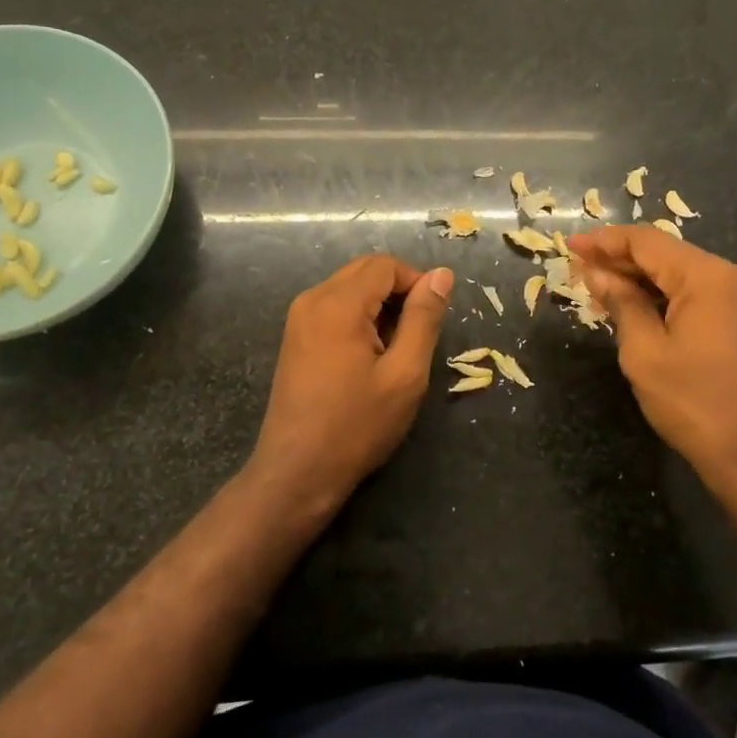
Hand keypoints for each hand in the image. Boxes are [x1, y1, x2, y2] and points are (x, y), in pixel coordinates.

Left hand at [251, 255, 454, 512]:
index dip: (416, 281)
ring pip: (350, 288)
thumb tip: (441, 274)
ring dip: (378, 307)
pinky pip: (333, 307)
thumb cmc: (357, 425)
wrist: (297, 472)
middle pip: (365, 271)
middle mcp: (312, 299)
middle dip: (397, 292)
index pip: (385, 265)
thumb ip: (424, 318)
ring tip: (393, 351)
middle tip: (415, 335)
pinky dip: (358, 318)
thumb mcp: (405, 373)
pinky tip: (368, 357)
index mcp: (337, 303)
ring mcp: (298, 318)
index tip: (432, 318)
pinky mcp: (294, 337)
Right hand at [569, 225, 736, 491]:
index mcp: (707, 276)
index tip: (569, 246)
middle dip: (619, 260)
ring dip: (638, 280)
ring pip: (679, 275)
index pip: (646, 241)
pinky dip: (661, 298)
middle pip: (665, 254)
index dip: (604, 241)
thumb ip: (621, 303)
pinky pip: (695, 296)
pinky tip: (633, 309)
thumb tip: (597, 274)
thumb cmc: (698, 404)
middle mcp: (730, 277)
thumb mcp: (645, 353)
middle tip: (576, 271)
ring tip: (597, 291)